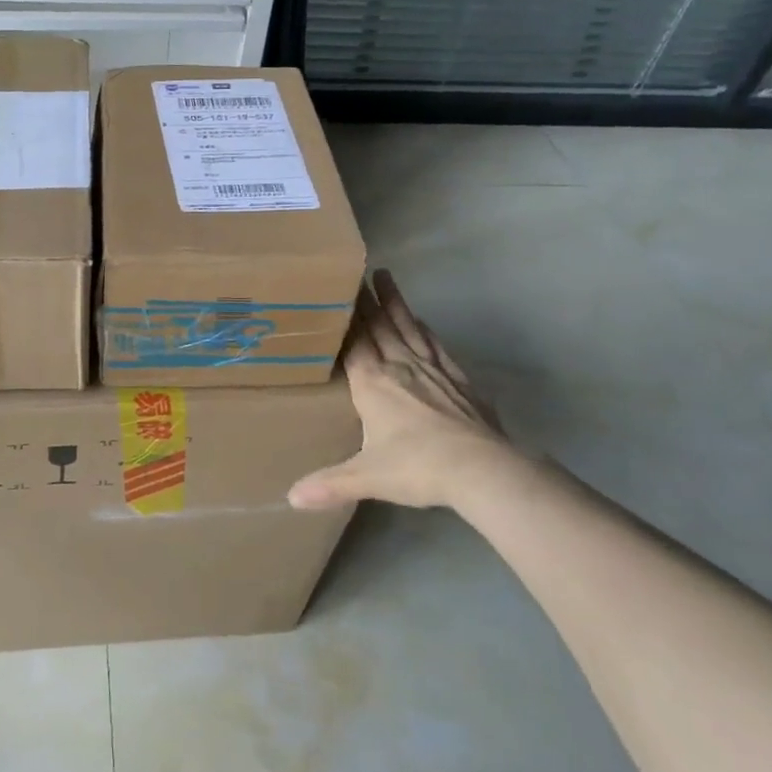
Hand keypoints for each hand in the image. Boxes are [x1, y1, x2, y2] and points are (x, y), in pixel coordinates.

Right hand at [289, 270, 531, 511]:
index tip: (337, 290)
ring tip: (387, 278)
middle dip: (366, 301)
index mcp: (373, 383)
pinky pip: (436, 346)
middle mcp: (400, 367)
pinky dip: (425, 329)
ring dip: (395, 303)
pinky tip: (422, 322)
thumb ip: (329, 485)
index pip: (354, 341)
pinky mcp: (459, 380)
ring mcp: (432, 370)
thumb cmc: (418, 467)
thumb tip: (290, 498)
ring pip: (408, 328)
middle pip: (379, 327)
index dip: (345, 317)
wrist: (481, 469)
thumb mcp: (367, 477)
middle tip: (358, 273)